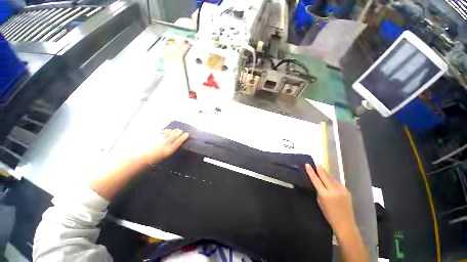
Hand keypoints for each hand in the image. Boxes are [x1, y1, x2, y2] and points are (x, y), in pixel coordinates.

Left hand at [141, 129, 188, 164]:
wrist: (141, 157)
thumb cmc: (154, 159)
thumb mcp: (166, 156)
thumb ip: (171, 149)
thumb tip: (175, 144)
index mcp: (170, 149)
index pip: (179, 141)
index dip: (183, 137)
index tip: (187, 134)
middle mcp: (167, 142)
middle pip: (175, 135)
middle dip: (179, 133)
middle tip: (181, 130)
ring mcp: (160, 138)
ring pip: (169, 133)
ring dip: (173, 131)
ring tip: (176, 129)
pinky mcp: (154, 135)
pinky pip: (162, 131)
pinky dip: (166, 130)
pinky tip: (168, 130)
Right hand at [305, 164, 355, 233]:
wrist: (345, 223)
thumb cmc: (329, 214)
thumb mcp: (320, 202)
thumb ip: (319, 191)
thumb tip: (319, 182)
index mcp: (325, 195)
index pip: (316, 180)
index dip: (311, 172)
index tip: (308, 165)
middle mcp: (334, 191)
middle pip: (325, 176)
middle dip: (320, 169)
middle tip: (316, 162)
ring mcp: (342, 190)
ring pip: (332, 178)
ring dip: (326, 173)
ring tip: (321, 168)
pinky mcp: (347, 191)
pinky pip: (337, 183)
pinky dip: (332, 180)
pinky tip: (329, 179)